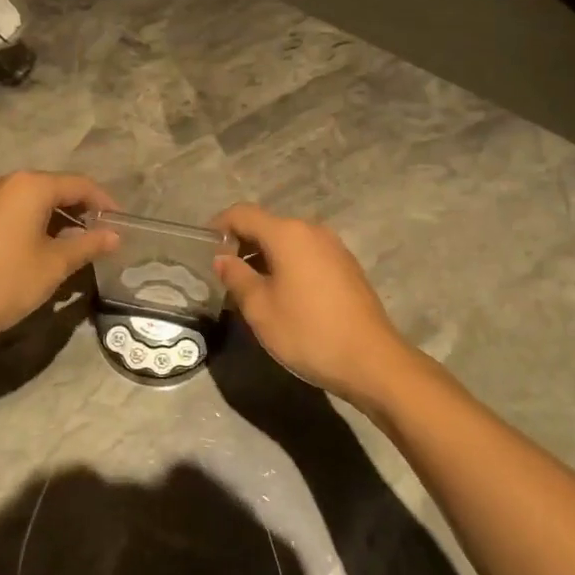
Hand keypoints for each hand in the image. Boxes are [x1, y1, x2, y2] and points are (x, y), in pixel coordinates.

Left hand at [0, 172, 118, 341]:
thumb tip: (114, 236)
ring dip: (59, 221)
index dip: (104, 203)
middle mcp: (8, 184)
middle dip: (82, 211)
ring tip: (77, 248)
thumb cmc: (4, 281)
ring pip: (34, 203)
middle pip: (56, 189)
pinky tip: (44, 252)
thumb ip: (87, 245)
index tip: (121, 225)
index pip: (79, 185)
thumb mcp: (54, 265)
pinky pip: (16, 214)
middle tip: (102, 237)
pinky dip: (36, 227)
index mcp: (31, 187)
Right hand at [211, 204, 415, 408]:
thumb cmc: (308, 331)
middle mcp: (312, 230)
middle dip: (241, 244)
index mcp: (287, 234)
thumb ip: (236, 277)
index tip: (203, 248)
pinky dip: (287, 265)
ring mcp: (333, 247)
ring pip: (288, 241)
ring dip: (264, 257)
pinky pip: (307, 255)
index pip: (242, 214)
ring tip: (249, 288)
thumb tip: (222, 258)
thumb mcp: (260, 308)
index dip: (219, 226)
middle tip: (223, 274)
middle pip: (267, 225)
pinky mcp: (346, 266)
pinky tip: (282, 295)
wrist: (371, 360)